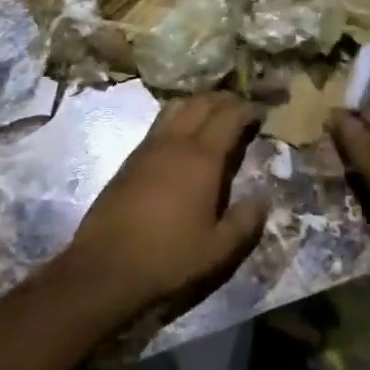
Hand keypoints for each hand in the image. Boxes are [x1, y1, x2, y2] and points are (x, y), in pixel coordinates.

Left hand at [60, 93, 269, 323]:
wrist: (105, 269)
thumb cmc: (168, 259)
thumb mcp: (218, 251)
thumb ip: (245, 222)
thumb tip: (263, 197)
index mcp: (201, 158)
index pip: (228, 117)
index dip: (247, 110)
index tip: (261, 112)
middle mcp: (175, 142)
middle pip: (201, 103)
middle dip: (224, 100)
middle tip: (241, 108)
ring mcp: (148, 147)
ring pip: (176, 107)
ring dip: (198, 103)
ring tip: (213, 114)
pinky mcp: (130, 159)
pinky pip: (160, 123)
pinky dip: (178, 117)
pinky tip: (182, 136)